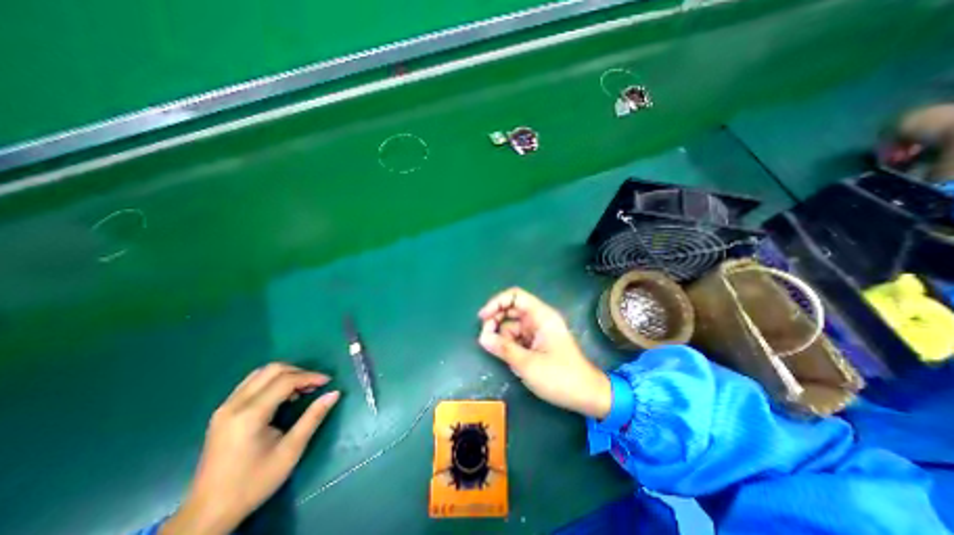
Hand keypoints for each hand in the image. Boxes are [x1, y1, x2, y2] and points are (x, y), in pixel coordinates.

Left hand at [161, 361, 340, 533]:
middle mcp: (234, 405)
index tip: (328, 381)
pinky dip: (272, 382)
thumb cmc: (253, 483)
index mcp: (249, 415)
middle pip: (271, 370)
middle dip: (298, 372)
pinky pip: (251, 384)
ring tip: (301, 390)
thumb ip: (313, 417)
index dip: (310, 377)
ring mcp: (225, 408)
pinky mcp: (223, 413)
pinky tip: (282, 397)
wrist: (207, 514)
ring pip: (260, 374)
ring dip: (285, 375)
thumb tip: (334, 393)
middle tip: (315, 385)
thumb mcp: (290, 451)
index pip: (285, 380)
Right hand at [478, 286, 610, 419]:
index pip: (515, 296)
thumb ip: (503, 348)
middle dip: (496, 321)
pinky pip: (517, 338)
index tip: (483, 318)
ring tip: (502, 355)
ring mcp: (538, 331)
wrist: (586, 396)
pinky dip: (510, 345)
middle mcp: (539, 319)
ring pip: (512, 325)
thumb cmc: (560, 377)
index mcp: (541, 316)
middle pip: (511, 310)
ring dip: (502, 337)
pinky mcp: (537, 343)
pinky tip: (511, 360)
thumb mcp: (528, 364)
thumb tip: (481, 337)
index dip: (497, 303)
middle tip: (486, 339)